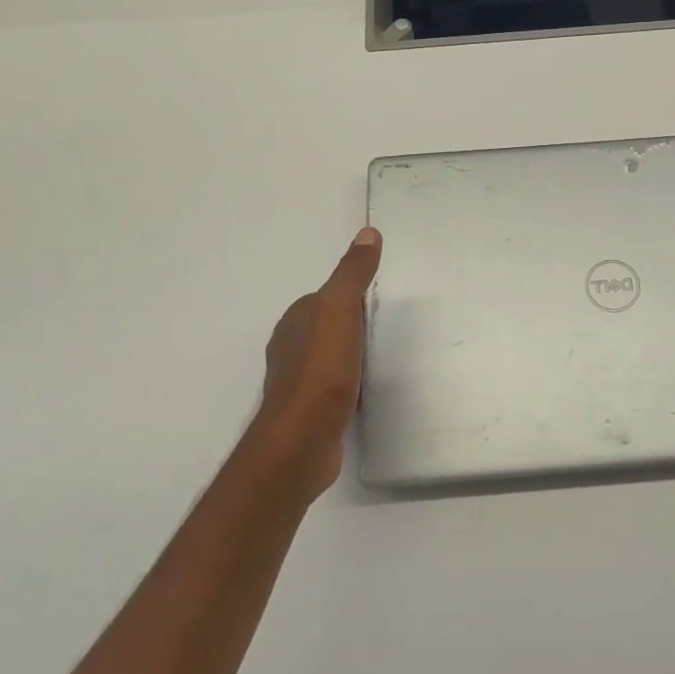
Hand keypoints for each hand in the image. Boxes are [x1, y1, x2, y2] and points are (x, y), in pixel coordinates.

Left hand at [243, 228, 381, 504]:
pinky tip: (363, 391)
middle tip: (384, 327)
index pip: (325, 297)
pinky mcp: (308, 412)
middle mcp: (290, 348)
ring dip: (349, 356)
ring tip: (378, 358)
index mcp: (295, 320)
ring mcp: (297, 382)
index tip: (377, 298)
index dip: (350, 296)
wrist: (302, 440)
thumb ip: (353, 273)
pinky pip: (333, 387)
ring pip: (329, 358)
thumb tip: (368, 232)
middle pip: (326, 327)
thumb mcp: (340, 310)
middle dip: (351, 325)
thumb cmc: (321, 370)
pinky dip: (348, 384)